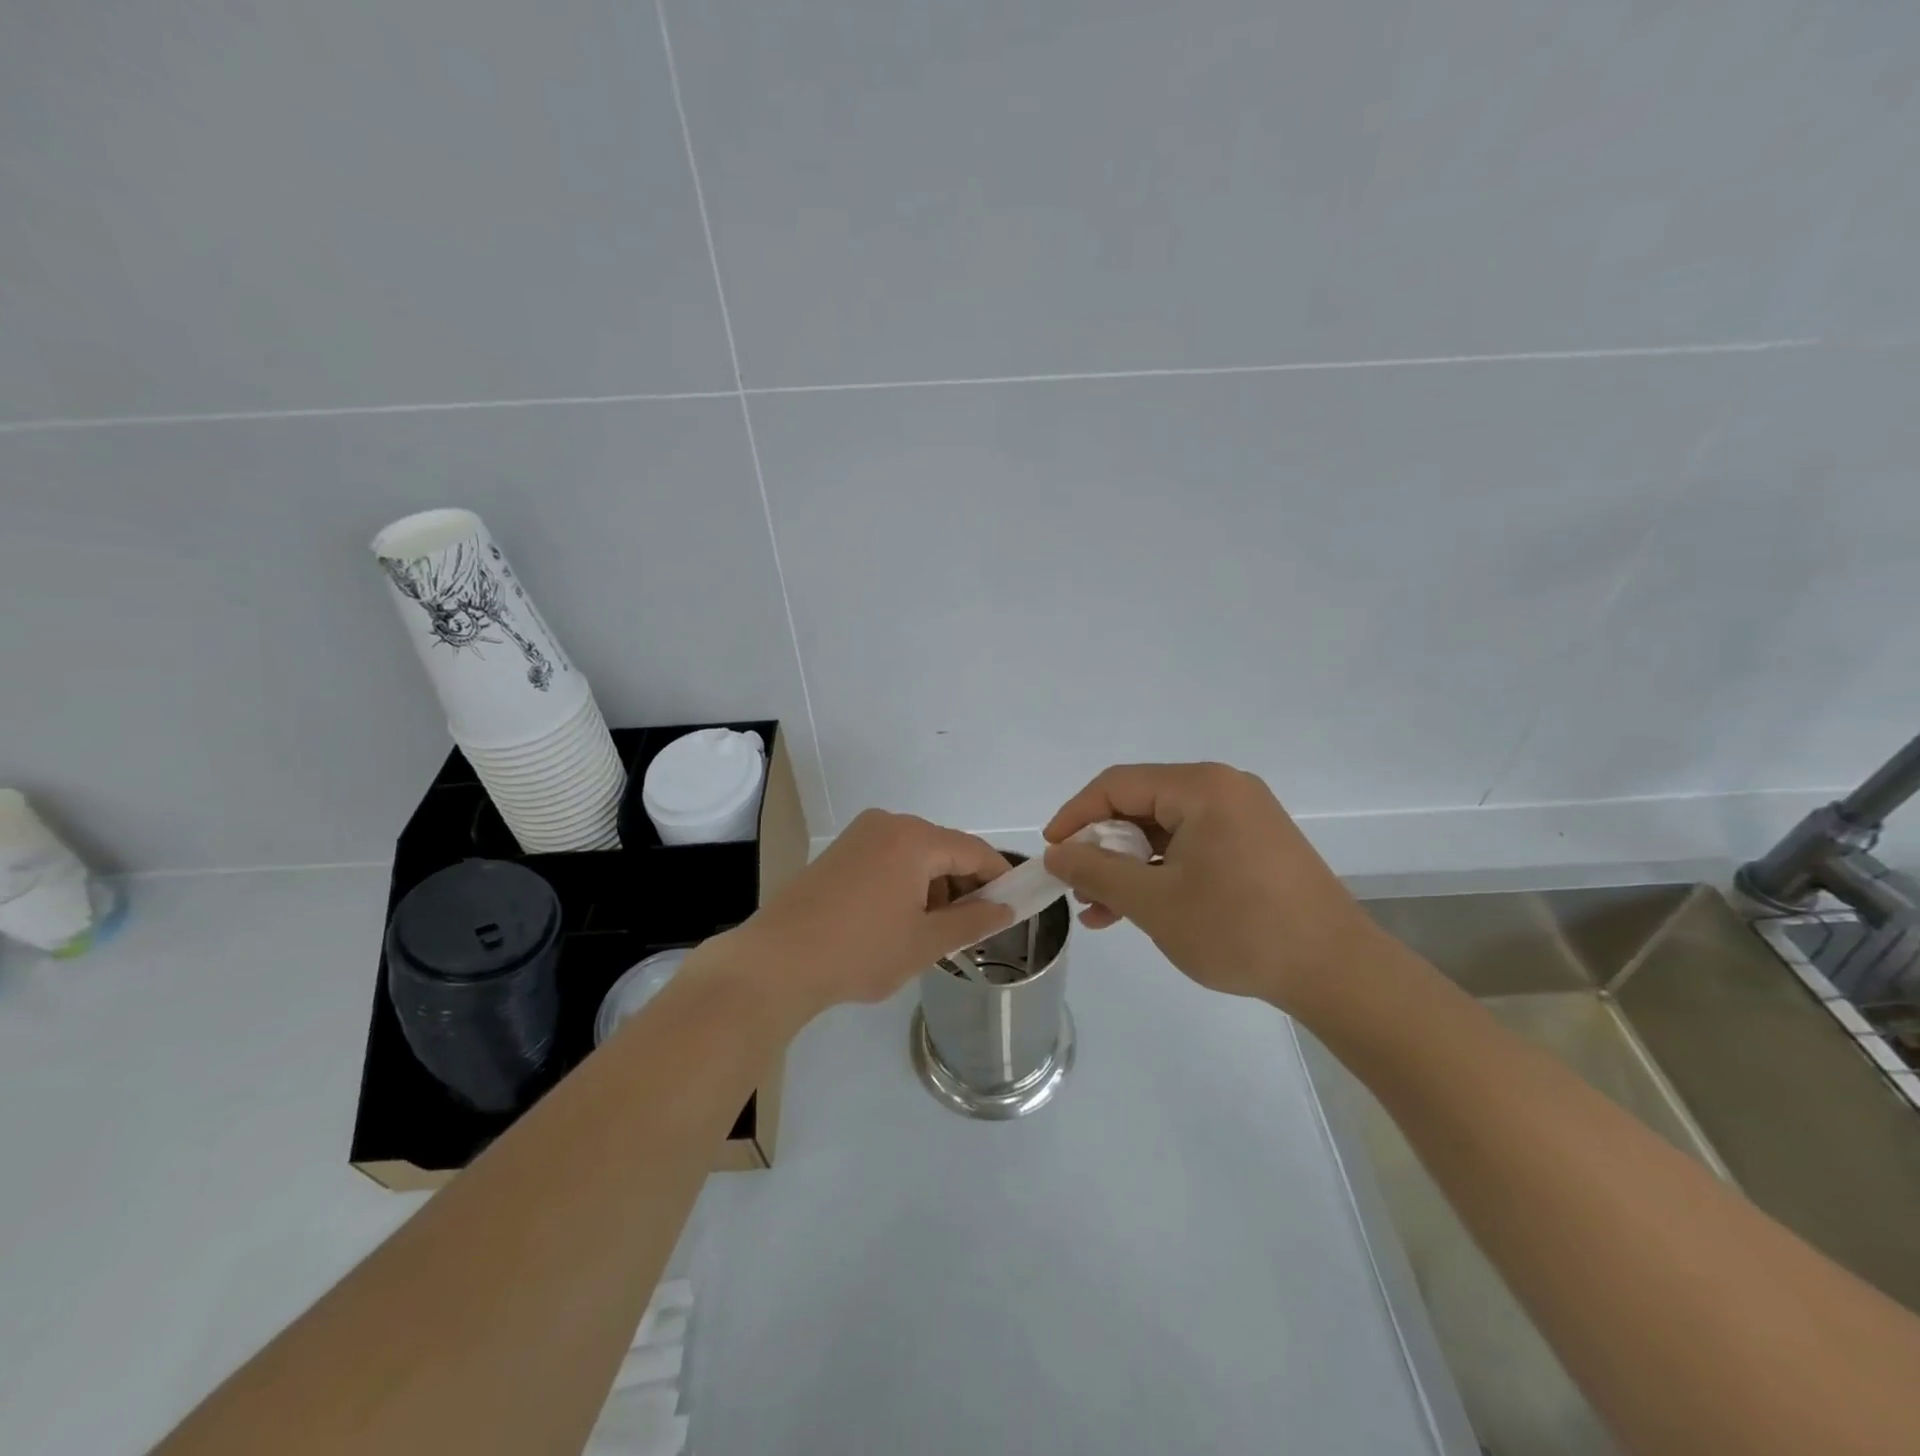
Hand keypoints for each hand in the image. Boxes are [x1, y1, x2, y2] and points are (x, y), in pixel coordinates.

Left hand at [705, 810, 1013, 1030]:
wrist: (776, 962)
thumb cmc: (860, 951)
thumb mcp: (925, 942)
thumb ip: (974, 921)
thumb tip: (1008, 909)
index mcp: (914, 838)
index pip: (974, 851)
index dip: (999, 877)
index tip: (1015, 905)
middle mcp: (888, 824)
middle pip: (944, 849)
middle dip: (964, 885)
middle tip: (971, 929)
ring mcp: (859, 835)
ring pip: (915, 854)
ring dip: (934, 886)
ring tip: (932, 931)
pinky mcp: (839, 851)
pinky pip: (889, 858)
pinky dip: (906, 883)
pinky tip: (899, 920)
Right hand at [1042, 763, 1380, 1013]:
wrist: (1337, 972)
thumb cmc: (1239, 929)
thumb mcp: (1154, 902)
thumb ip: (1097, 872)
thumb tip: (1056, 854)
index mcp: (1201, 787)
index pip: (1117, 785)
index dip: (1075, 815)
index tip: (1051, 853)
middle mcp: (1223, 789)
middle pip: (1141, 805)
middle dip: (1102, 848)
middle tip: (1076, 887)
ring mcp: (1243, 817)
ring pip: (1164, 831)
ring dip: (1128, 866)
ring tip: (1098, 910)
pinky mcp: (1254, 846)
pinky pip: (1191, 847)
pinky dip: (1160, 873)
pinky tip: (1137, 910)